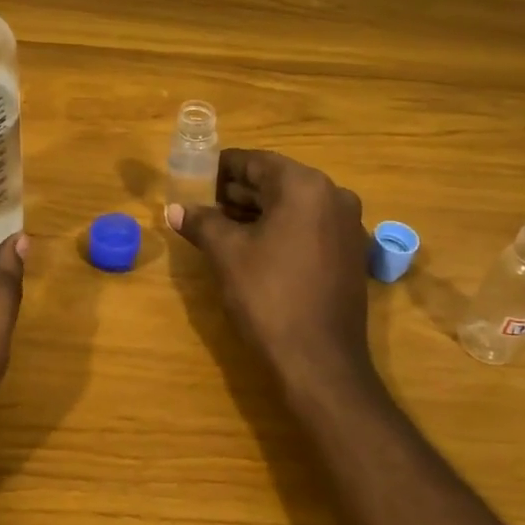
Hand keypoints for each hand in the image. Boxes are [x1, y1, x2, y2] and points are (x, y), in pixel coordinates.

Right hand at [166, 149, 377, 400]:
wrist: (319, 362)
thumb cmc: (269, 297)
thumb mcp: (227, 254)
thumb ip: (201, 222)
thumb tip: (175, 209)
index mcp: (305, 186)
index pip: (256, 162)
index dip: (221, 168)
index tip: (194, 177)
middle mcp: (334, 196)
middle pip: (277, 182)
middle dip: (238, 191)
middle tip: (202, 203)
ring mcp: (347, 226)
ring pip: (293, 206)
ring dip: (257, 211)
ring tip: (219, 225)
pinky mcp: (350, 254)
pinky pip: (309, 227)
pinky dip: (280, 229)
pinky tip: (252, 246)